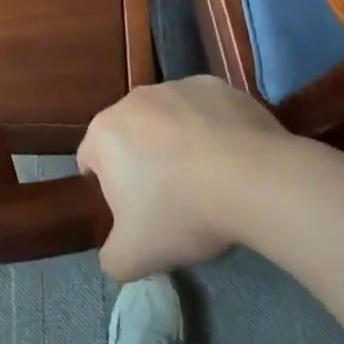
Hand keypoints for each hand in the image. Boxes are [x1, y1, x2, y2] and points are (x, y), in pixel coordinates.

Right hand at [78, 76, 285, 281]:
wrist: (253, 180)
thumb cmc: (182, 213)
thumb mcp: (133, 257)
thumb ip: (111, 258)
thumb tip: (115, 253)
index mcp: (104, 134)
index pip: (90, 161)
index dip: (108, 190)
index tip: (134, 214)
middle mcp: (133, 99)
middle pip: (129, 135)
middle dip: (142, 162)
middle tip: (170, 199)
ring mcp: (176, 87)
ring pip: (167, 119)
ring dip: (176, 142)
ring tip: (206, 179)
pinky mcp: (216, 86)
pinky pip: (204, 110)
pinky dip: (210, 129)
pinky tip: (231, 158)